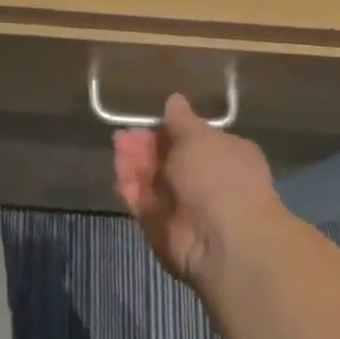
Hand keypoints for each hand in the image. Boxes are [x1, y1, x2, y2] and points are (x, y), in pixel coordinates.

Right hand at [113, 93, 297, 291]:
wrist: (221, 238)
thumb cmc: (218, 176)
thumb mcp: (199, 137)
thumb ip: (181, 120)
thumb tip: (175, 99)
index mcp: (223, 154)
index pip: (190, 138)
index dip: (166, 128)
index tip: (145, 120)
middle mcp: (203, 178)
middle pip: (165, 157)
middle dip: (143, 145)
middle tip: (123, 135)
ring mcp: (180, 203)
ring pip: (150, 177)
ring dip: (133, 162)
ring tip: (117, 146)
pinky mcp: (159, 224)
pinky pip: (140, 200)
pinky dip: (129, 186)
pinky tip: (118, 173)